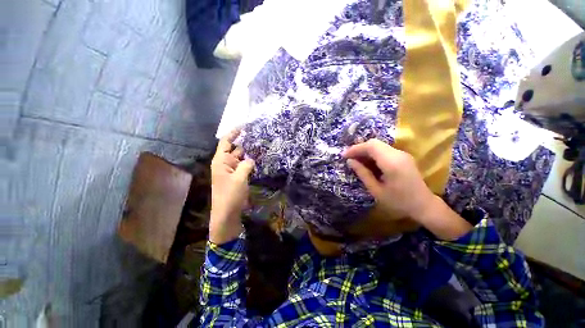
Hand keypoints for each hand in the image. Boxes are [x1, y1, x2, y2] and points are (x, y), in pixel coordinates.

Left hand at [209, 129, 254, 243]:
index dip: (234, 133)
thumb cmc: (230, 195)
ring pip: (241, 157)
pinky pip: (244, 165)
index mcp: (221, 161)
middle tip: (257, 136)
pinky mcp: (238, 177)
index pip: (226, 142)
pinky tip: (259, 158)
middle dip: (245, 142)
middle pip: (235, 148)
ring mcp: (232, 170)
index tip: (244, 126)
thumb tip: (251, 159)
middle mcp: (225, 163)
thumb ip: (246, 165)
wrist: (227, 213)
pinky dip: (250, 162)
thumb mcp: (239, 178)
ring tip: (260, 145)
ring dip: (249, 152)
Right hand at [343, 139, 471, 239]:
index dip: (355, 148)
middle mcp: (398, 154)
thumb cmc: (398, 202)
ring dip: (365, 151)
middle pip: (374, 143)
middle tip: (348, 158)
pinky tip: (367, 163)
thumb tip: (350, 161)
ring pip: (379, 146)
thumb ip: (363, 173)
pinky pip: (384, 150)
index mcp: (392, 163)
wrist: (424, 205)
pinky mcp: (403, 157)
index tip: (344, 155)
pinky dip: (373, 154)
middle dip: (359, 149)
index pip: (371, 147)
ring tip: (355, 161)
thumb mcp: (376, 190)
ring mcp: (402, 154)